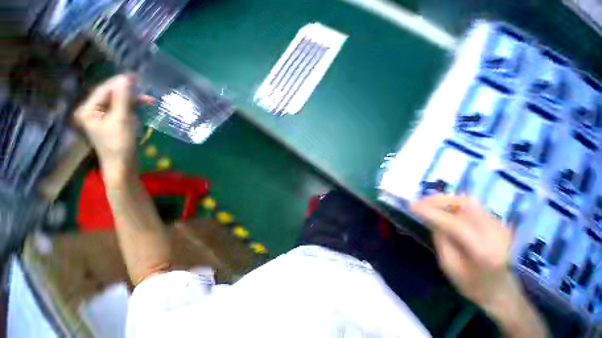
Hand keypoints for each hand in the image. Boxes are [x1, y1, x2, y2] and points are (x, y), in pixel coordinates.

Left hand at [74, 74, 152, 184]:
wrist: (122, 165)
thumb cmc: (119, 143)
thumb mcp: (122, 119)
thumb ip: (123, 98)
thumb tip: (125, 78)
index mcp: (88, 109)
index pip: (104, 89)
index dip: (119, 82)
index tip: (136, 76)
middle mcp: (91, 111)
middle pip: (110, 95)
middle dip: (128, 93)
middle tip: (145, 90)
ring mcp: (101, 118)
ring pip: (117, 103)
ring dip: (132, 102)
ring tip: (149, 101)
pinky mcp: (110, 124)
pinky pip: (120, 111)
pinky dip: (131, 110)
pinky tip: (139, 112)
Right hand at [411, 195, 547, 337]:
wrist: (501, 291)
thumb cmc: (472, 285)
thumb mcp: (449, 266)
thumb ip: (440, 239)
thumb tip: (430, 218)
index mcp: (483, 251)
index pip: (454, 223)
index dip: (431, 212)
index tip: (411, 205)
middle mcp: (495, 233)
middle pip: (465, 203)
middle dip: (438, 200)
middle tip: (419, 203)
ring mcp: (499, 225)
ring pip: (468, 201)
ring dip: (445, 200)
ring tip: (428, 205)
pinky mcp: (496, 222)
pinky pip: (471, 206)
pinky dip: (453, 203)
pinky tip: (442, 210)